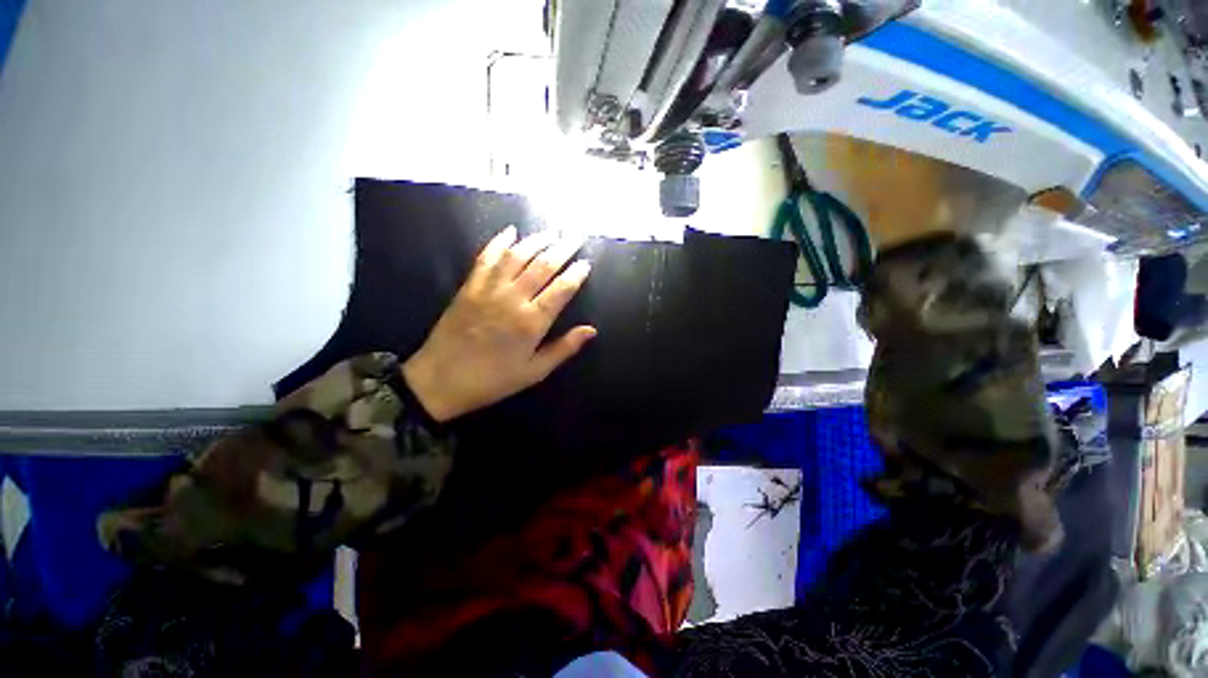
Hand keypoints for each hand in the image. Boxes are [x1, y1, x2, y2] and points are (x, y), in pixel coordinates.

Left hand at [401, 226, 596, 421]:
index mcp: (532, 322)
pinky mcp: (469, 287)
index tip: (586, 263)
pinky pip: (486, 258)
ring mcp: (489, 290)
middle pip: (542, 266)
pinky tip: (510, 231)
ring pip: (517, 256)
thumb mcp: (534, 372)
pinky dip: (499, 242)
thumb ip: (564, 349)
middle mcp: (513, 299)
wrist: (440, 380)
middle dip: (562, 249)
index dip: (576, 274)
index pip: (561, 289)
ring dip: (536, 241)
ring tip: (551, 232)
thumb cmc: (493, 380)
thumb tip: (591, 330)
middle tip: (576, 236)